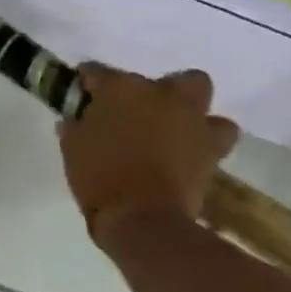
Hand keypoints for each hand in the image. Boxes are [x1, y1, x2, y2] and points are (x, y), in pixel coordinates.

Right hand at [58, 65, 239, 238]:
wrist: (142, 219)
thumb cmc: (99, 179)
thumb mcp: (73, 150)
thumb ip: (76, 127)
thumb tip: (75, 119)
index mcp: (118, 89)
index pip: (97, 72)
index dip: (88, 83)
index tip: (82, 96)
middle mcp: (158, 93)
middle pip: (160, 77)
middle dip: (152, 89)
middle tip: (137, 113)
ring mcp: (189, 117)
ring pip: (199, 92)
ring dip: (188, 108)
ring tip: (173, 128)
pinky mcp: (212, 146)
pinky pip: (218, 132)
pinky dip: (207, 139)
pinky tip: (192, 152)